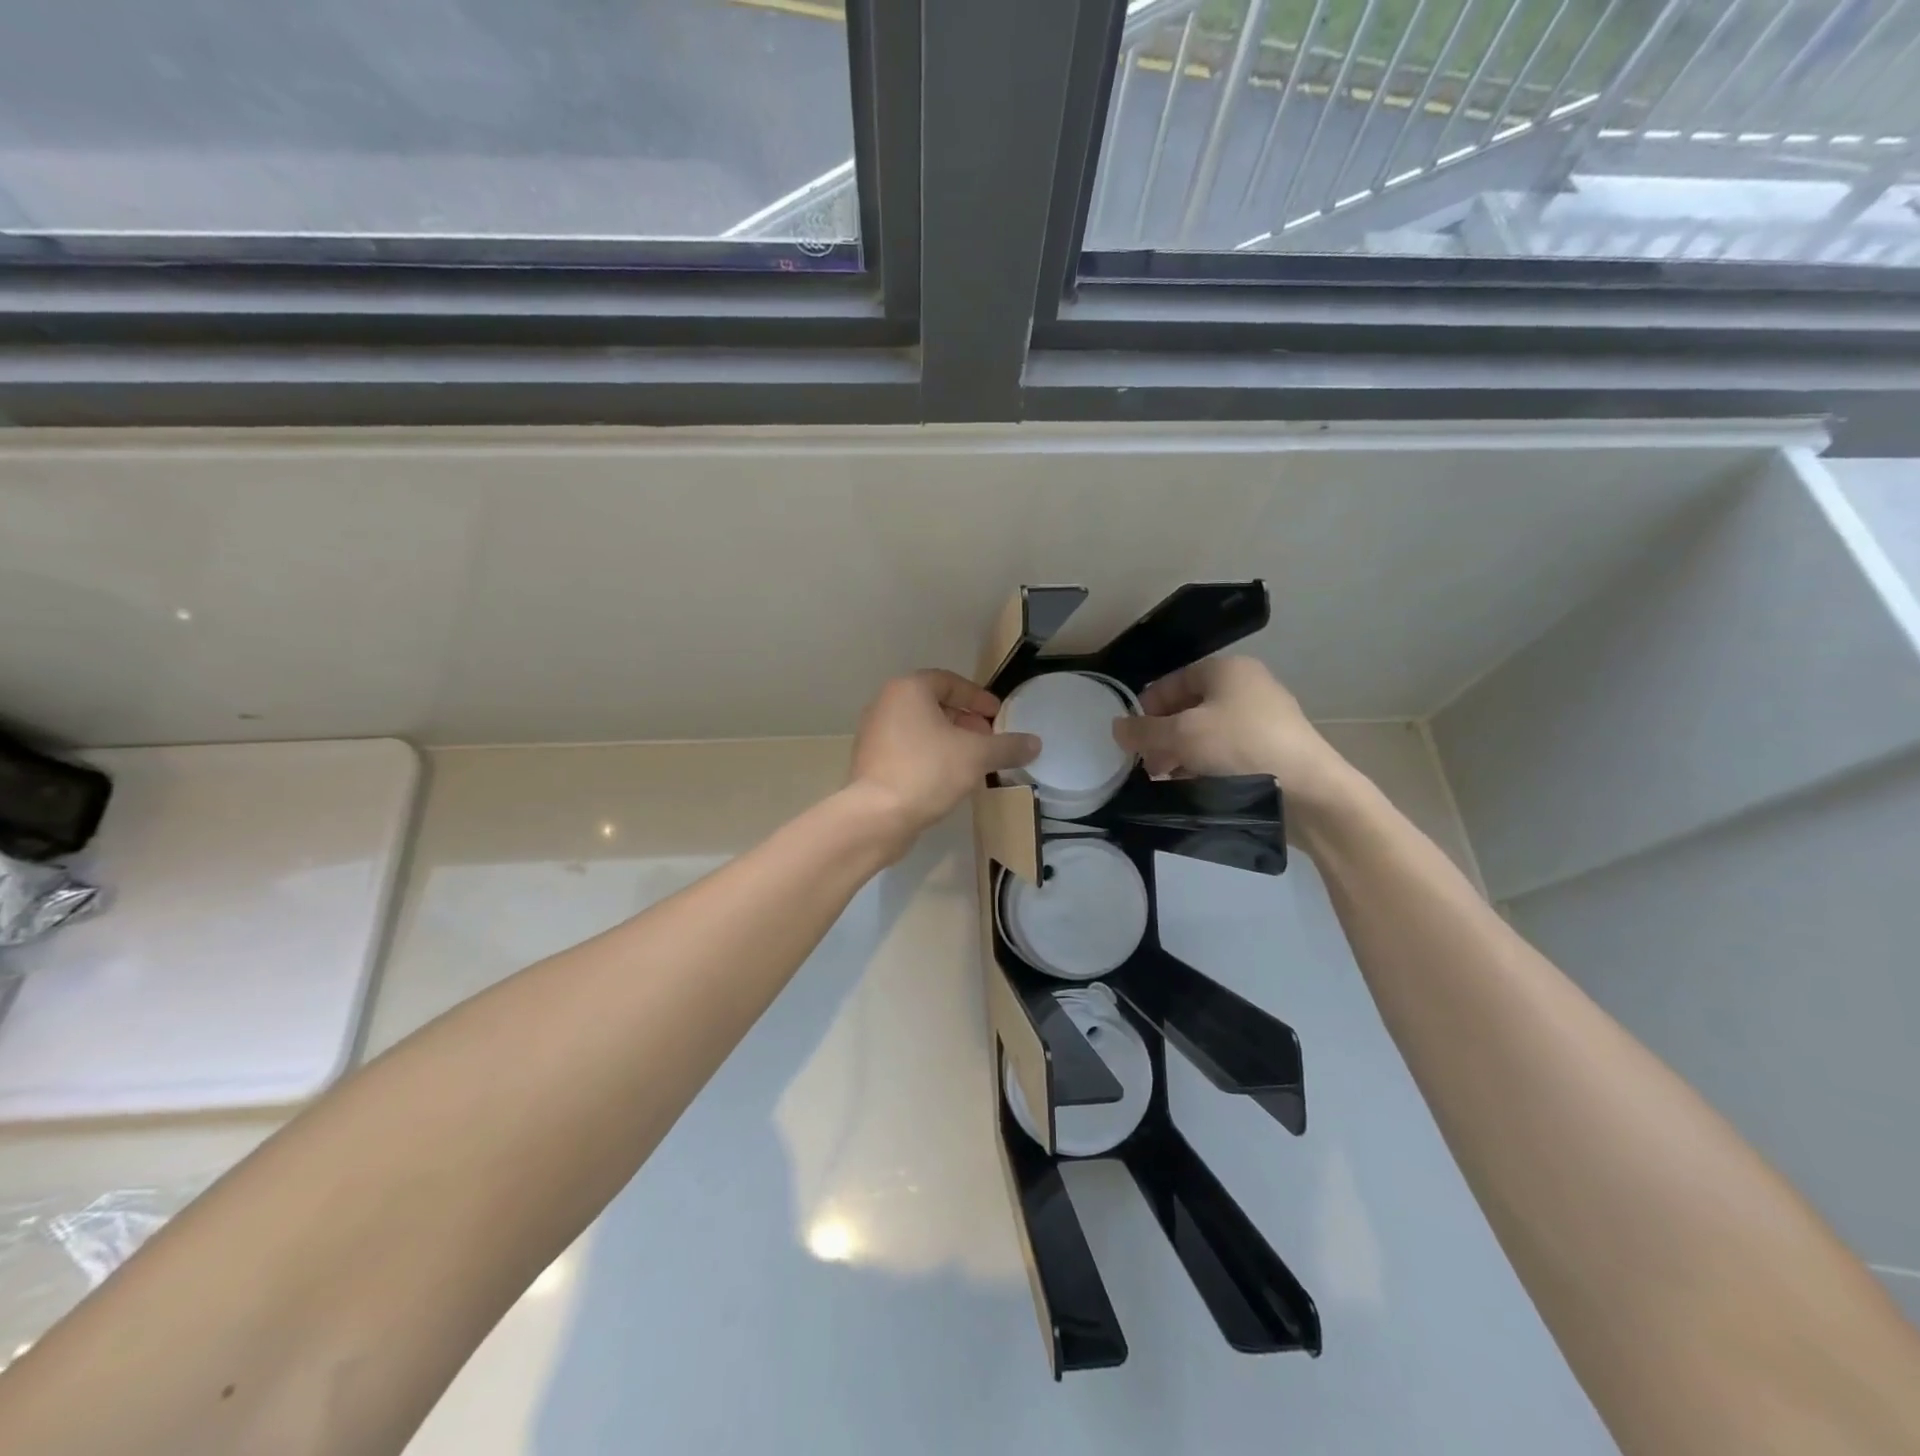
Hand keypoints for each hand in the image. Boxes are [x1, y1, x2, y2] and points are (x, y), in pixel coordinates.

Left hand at [849, 670, 1040, 847]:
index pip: (950, 682)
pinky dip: (930, 755)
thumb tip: (1035, 743)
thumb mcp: (977, 756)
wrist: (877, 816)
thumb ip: (1007, 746)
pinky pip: (907, 749)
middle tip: (988, 739)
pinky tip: (948, 778)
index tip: (997, 716)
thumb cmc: (928, 771)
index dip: (978, 698)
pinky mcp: (870, 761)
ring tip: (972, 761)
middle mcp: (886, 704)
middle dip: (965, 720)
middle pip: (933, 704)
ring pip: (920, 728)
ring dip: (949, 740)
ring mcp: (874, 733)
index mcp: (908, 690)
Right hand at [1112, 657, 1357, 827]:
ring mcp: (1263, 717)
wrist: (1309, 790)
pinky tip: (1194, 788)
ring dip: (1181, 755)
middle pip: (1187, 708)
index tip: (1132, 740)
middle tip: (1147, 766)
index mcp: (1226, 670)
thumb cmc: (1240, 747)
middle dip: (1162, 737)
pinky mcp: (1272, 748)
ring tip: (1167, 782)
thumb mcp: (1182, 736)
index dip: (1146, 709)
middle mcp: (1246, 686)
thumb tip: (1116, 728)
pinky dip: (1206, 765)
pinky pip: (1226, 751)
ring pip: (1205, 733)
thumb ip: (1143, 731)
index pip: (1171, 682)